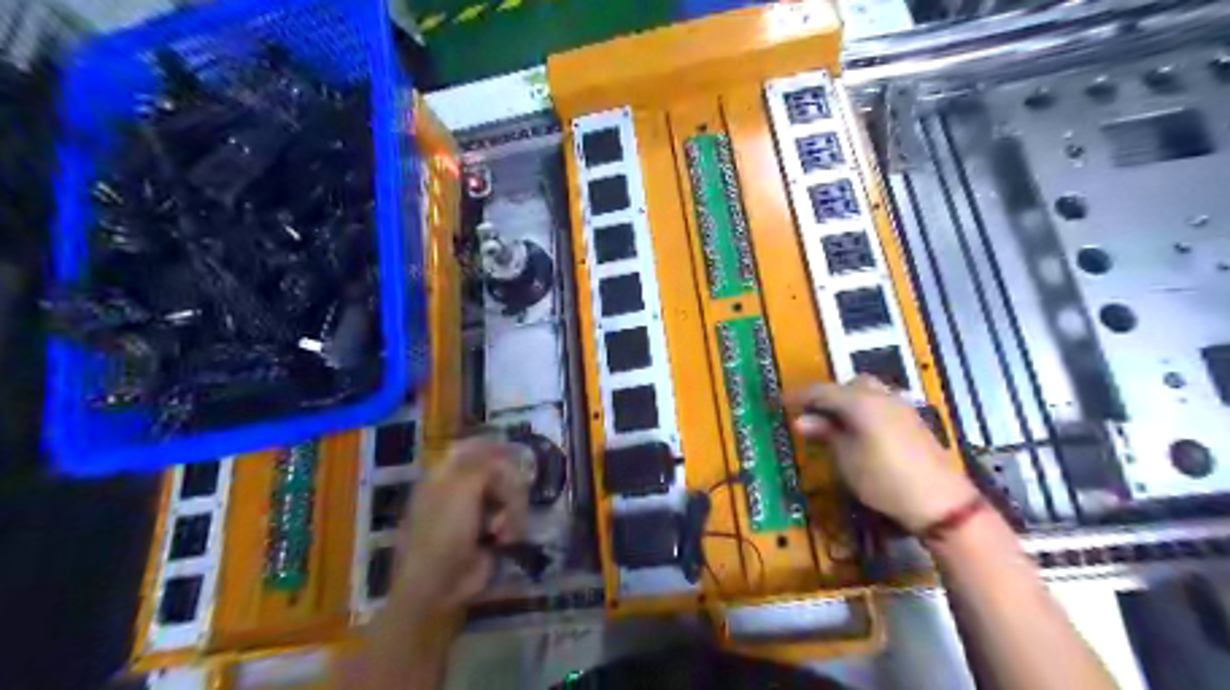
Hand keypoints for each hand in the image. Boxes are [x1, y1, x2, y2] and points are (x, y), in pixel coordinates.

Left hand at [393, 437, 527, 613]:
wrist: (439, 586)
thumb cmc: (443, 533)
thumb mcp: (462, 489)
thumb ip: (485, 464)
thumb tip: (504, 454)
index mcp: (445, 475)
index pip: (474, 449)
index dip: (495, 449)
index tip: (514, 456)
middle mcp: (462, 489)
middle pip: (499, 471)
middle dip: (509, 486)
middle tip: (512, 500)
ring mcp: (477, 511)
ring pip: (510, 494)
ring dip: (512, 510)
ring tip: (503, 530)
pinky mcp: (491, 531)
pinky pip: (513, 516)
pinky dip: (512, 527)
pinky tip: (505, 539)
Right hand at [787, 377, 981, 533]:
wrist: (940, 501)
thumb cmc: (883, 479)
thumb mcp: (846, 458)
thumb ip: (825, 434)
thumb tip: (802, 421)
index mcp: (859, 401)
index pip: (821, 391)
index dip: (799, 397)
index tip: (781, 403)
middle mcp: (880, 395)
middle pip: (848, 385)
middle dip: (828, 395)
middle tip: (811, 414)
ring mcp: (900, 406)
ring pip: (867, 391)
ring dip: (848, 400)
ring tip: (835, 422)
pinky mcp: (912, 419)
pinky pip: (880, 402)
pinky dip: (864, 408)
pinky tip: (860, 429)